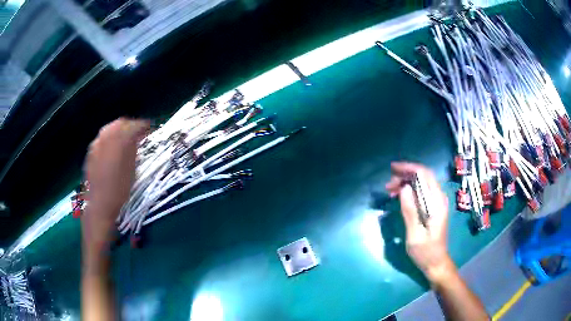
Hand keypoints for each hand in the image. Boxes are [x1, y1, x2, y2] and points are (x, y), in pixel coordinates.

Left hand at [82, 118, 148, 255]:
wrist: (100, 204)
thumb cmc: (120, 189)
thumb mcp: (133, 168)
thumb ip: (134, 148)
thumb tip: (138, 137)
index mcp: (119, 139)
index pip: (134, 125)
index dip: (144, 126)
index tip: (151, 129)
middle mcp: (106, 136)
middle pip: (121, 122)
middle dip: (131, 126)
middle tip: (139, 134)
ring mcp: (96, 143)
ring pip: (110, 129)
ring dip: (120, 131)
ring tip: (126, 141)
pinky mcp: (91, 151)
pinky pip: (103, 138)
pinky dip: (110, 139)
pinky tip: (113, 150)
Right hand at [385, 162, 453, 282]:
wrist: (436, 263)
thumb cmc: (425, 252)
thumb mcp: (415, 235)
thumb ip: (410, 211)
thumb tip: (404, 188)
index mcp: (437, 203)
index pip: (425, 175)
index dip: (409, 168)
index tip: (393, 169)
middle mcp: (439, 198)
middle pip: (423, 176)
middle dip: (405, 175)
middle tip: (388, 185)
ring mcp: (437, 202)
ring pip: (422, 183)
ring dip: (406, 183)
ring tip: (390, 190)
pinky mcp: (433, 207)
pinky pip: (421, 192)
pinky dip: (409, 191)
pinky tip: (399, 196)